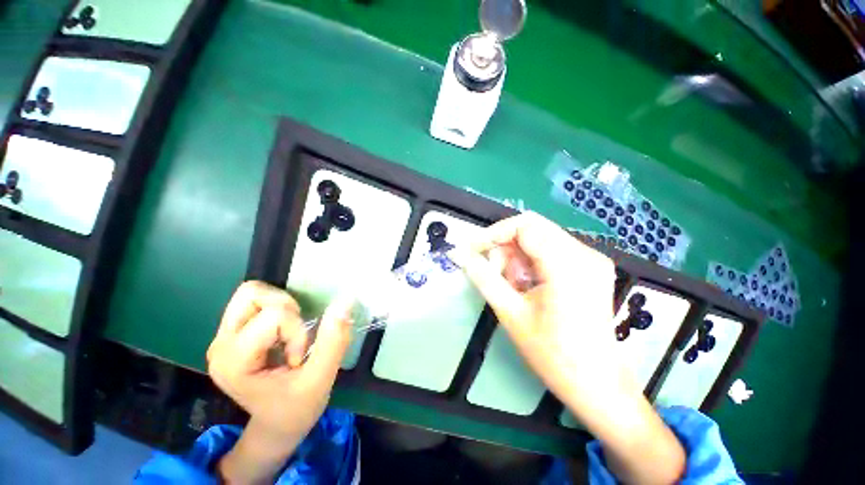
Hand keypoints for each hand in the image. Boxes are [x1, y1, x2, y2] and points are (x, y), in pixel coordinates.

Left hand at [207, 281, 352, 483]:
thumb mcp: (320, 379)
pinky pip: (257, 301)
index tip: (298, 359)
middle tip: (295, 334)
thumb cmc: (296, 410)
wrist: (275, 426)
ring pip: (252, 292)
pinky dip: (278, 308)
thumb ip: (333, 340)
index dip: (297, 331)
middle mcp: (221, 344)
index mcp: (235, 361)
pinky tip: (283, 331)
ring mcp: (224, 337)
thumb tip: (346, 299)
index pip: (273, 316)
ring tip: (290, 331)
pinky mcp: (233, 333)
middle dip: (285, 308)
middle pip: (251, 294)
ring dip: (282, 306)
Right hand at [453, 212, 619, 398]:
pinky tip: (527, 284)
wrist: (597, 384)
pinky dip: (532, 261)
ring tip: (511, 283)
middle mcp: (585, 254)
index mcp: (568, 265)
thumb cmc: (553, 355)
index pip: (524, 226)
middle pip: (533, 228)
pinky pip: (552, 249)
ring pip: (541, 237)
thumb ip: (483, 278)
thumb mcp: (510, 313)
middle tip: (494, 271)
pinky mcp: (591, 267)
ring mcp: (592, 259)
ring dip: (518, 255)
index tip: (474, 249)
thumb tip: (461, 255)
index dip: (494, 234)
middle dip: (505, 245)